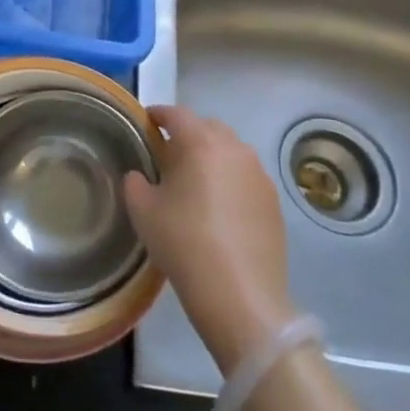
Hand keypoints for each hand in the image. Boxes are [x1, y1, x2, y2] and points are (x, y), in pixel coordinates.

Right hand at [124, 106, 294, 371]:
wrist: (240, 296)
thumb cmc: (184, 243)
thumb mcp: (143, 211)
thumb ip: (135, 183)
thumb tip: (140, 175)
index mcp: (201, 143)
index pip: (176, 114)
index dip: (158, 114)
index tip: (146, 122)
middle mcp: (235, 150)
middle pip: (208, 128)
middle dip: (188, 134)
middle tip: (168, 155)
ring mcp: (259, 175)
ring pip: (231, 151)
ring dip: (212, 157)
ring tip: (195, 181)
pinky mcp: (274, 201)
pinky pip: (246, 177)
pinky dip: (230, 180)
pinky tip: (218, 207)